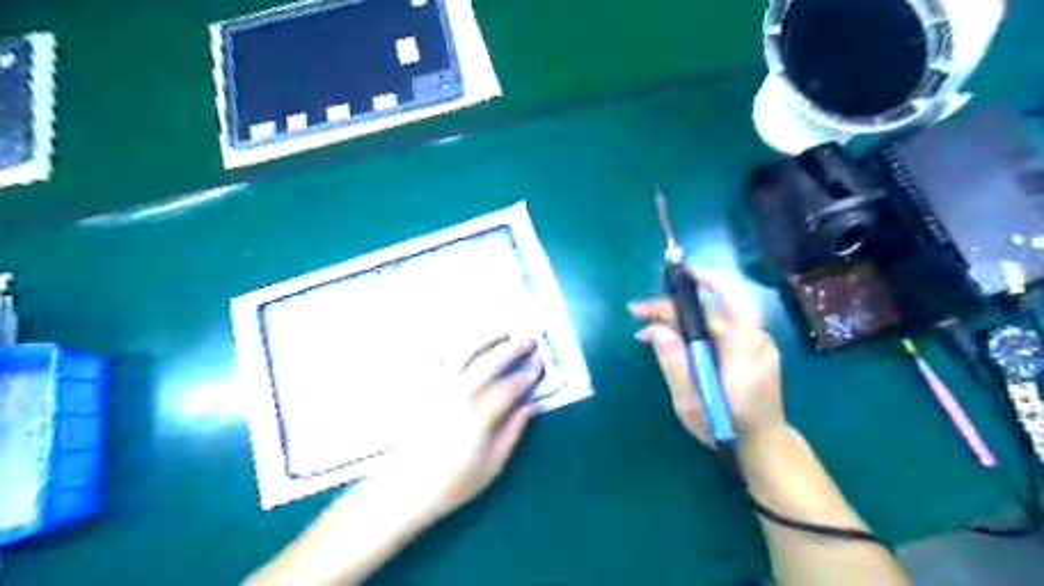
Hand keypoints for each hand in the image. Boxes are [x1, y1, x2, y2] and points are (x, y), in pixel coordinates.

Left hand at [383, 337, 547, 520]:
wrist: (405, 488)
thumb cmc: (452, 482)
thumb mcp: (493, 465)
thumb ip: (514, 431)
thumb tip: (531, 404)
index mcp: (479, 415)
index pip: (510, 386)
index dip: (528, 374)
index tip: (540, 364)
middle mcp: (458, 393)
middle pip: (490, 361)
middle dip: (513, 348)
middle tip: (529, 342)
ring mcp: (436, 386)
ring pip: (464, 351)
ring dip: (486, 337)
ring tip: (503, 331)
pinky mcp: (420, 386)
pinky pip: (434, 355)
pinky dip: (449, 343)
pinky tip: (463, 340)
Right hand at [628, 271, 781, 447]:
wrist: (763, 445)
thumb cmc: (726, 430)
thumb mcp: (692, 405)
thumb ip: (675, 366)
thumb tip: (657, 330)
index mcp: (745, 354)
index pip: (732, 303)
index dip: (709, 281)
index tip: (681, 274)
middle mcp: (755, 341)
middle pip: (711, 309)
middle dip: (672, 306)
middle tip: (637, 312)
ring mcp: (754, 343)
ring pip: (711, 316)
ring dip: (677, 317)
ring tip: (643, 328)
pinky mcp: (747, 348)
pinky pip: (716, 327)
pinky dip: (689, 327)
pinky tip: (665, 338)